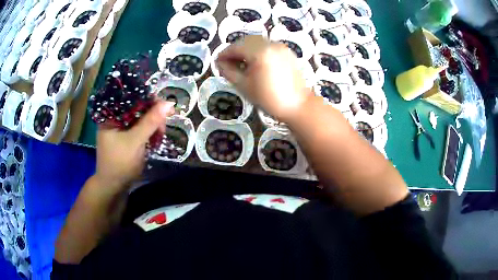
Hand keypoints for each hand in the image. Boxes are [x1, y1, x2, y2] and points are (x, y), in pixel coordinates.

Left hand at [94, 101, 174, 190]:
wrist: (114, 186)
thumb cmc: (120, 163)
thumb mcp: (135, 141)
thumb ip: (150, 122)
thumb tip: (168, 103)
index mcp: (111, 115)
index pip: (131, 97)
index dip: (148, 99)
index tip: (164, 106)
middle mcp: (115, 117)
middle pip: (137, 107)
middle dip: (153, 114)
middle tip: (163, 126)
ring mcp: (121, 127)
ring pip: (141, 118)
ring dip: (153, 124)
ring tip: (159, 135)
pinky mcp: (127, 136)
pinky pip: (141, 127)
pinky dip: (150, 131)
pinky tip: (155, 138)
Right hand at [216, 35, 311, 122]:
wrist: (297, 105)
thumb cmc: (269, 99)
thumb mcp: (244, 86)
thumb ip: (228, 71)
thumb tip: (220, 63)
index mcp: (260, 52)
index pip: (236, 47)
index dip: (224, 53)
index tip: (217, 62)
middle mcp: (271, 44)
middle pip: (246, 40)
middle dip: (235, 50)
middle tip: (228, 63)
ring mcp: (280, 47)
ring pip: (257, 42)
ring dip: (246, 49)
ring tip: (241, 63)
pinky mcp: (287, 51)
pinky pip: (267, 46)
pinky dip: (258, 50)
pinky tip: (255, 62)